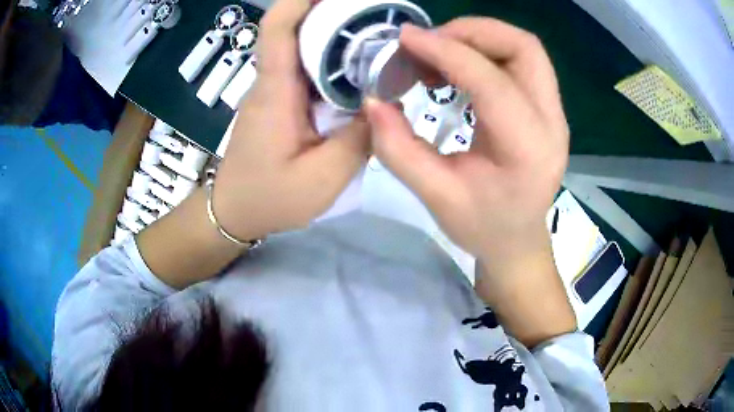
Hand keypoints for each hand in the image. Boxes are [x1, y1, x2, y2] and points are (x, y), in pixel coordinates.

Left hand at [214, 0, 369, 240]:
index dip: (300, 0)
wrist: (234, 212)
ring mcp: (274, 90)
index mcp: (275, 92)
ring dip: (334, 34)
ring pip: (302, 47)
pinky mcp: (280, 102)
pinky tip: (357, 68)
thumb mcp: (323, 178)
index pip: (277, 28)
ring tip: (374, 35)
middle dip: (331, 12)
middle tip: (373, 15)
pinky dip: (331, 59)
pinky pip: (305, 69)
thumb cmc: (270, 198)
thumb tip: (386, 104)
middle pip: (294, 29)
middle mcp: (271, 82)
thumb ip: (359, 139)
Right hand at [364, 19, 574, 345]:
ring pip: (524, 49)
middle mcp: (552, 122)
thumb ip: (399, 149)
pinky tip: (458, 69)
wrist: (518, 241)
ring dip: (479, 38)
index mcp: (528, 149)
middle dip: (472, 32)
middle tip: (429, 44)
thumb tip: (373, 100)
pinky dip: (486, 52)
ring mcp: (554, 112)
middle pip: (523, 47)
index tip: (405, 38)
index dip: (445, 50)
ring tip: (440, 54)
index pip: (490, 80)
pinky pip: (521, 61)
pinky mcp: (547, 108)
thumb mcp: (436, 197)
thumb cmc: (482, 227)